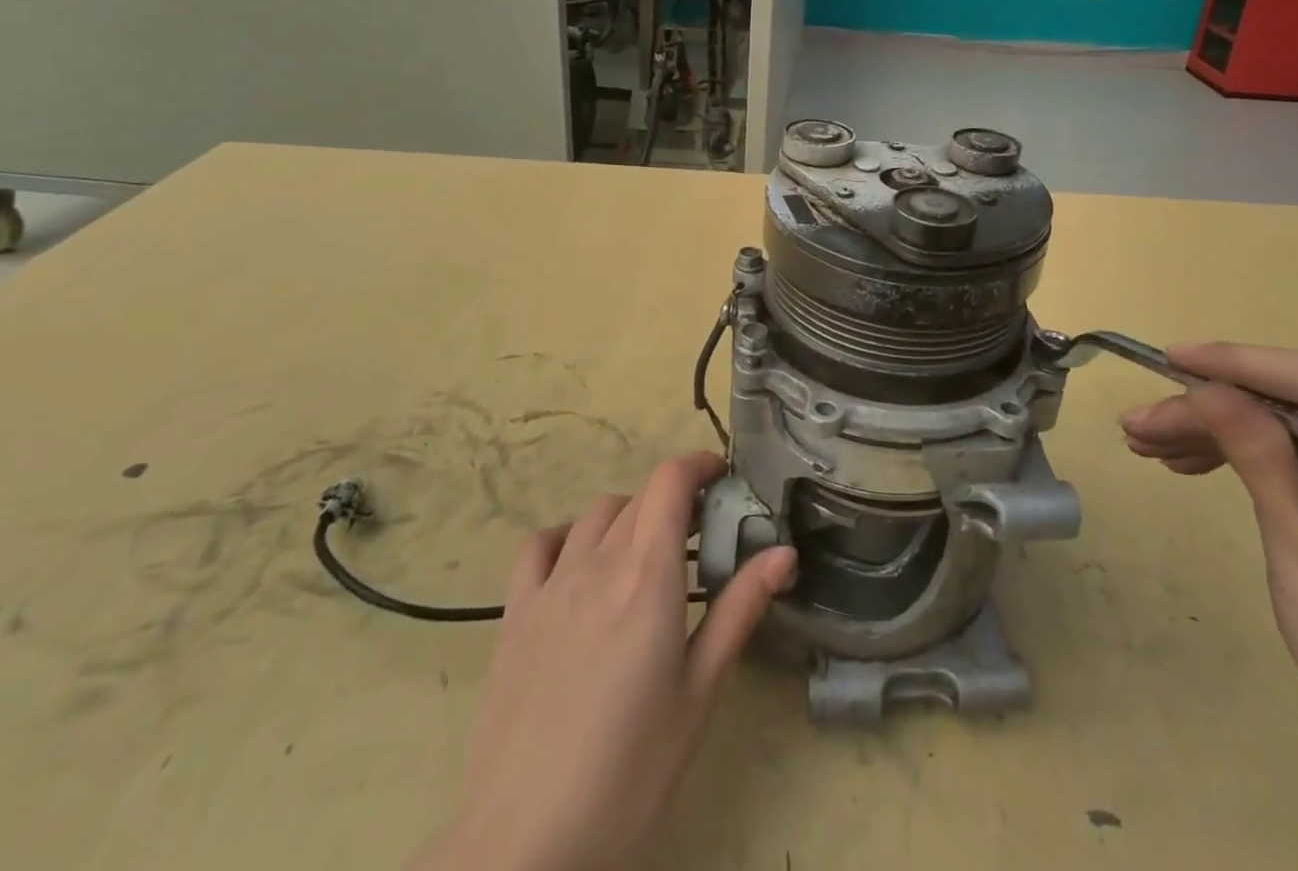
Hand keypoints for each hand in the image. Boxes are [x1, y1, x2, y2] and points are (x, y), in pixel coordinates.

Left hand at [414, 451, 795, 870]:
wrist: (525, 845)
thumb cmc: (630, 772)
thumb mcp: (699, 693)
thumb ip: (739, 610)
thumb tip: (784, 553)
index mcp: (648, 576)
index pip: (670, 481)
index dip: (698, 464)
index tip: (723, 478)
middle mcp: (597, 563)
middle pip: (639, 496)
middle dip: (674, 500)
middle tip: (700, 535)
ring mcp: (549, 586)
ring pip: (595, 515)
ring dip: (629, 517)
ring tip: (647, 555)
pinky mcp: (513, 615)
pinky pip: (540, 546)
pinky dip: (567, 536)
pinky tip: (581, 565)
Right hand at [1122, 345, 1297, 870]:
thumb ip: (1259, 457)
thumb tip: (1204, 385)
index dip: (1242, 364)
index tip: (1171, 358)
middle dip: (1215, 406)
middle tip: (1143, 422)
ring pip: (1291, 422)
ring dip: (1218, 429)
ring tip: (1149, 443)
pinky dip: (1244, 452)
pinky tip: (1188, 459)